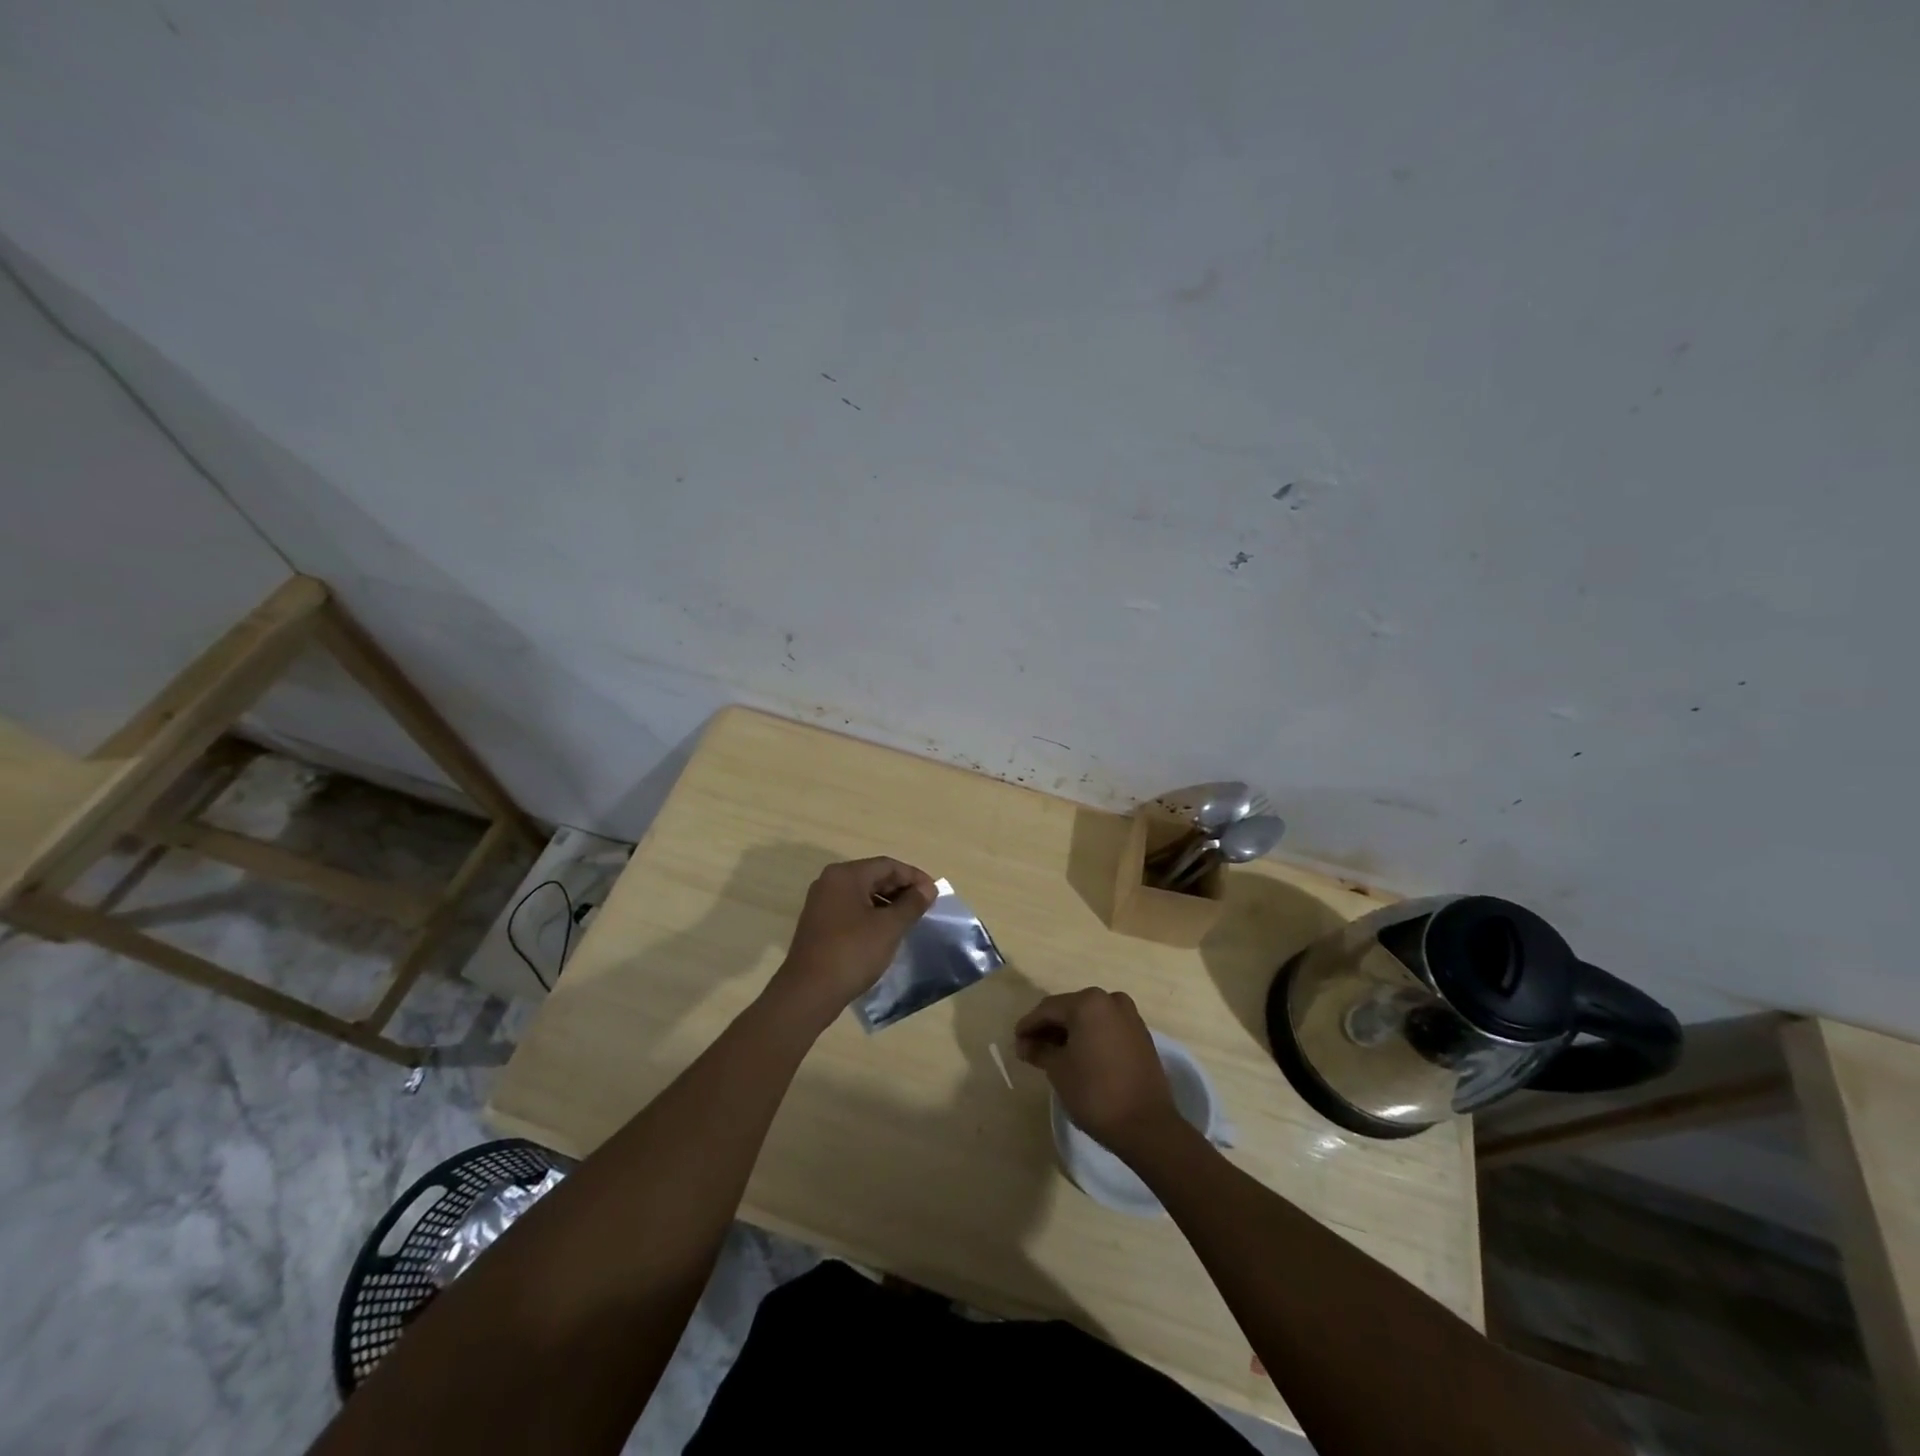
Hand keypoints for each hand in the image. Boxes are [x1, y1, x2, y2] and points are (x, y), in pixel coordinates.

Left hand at [764, 857, 936, 1030]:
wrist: (808, 993)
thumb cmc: (852, 953)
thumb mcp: (889, 928)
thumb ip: (912, 904)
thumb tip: (928, 889)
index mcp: (846, 875)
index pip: (887, 865)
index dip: (914, 877)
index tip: (934, 894)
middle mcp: (830, 882)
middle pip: (874, 877)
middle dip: (901, 889)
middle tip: (925, 907)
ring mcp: (821, 903)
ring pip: (863, 894)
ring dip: (888, 904)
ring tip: (909, 921)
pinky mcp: (819, 924)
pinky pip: (851, 910)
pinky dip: (872, 915)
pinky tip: (886, 932)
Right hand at [1015, 988, 1181, 1159]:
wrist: (1146, 1125)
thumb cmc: (1095, 1093)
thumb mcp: (1058, 1070)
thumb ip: (1039, 1050)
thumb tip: (1025, 1044)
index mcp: (1088, 1002)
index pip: (1048, 1009)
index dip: (1028, 1025)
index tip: (1015, 1041)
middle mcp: (1110, 1000)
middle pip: (1070, 1010)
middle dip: (1049, 1028)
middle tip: (1031, 1048)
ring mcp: (1129, 1016)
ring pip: (1089, 1019)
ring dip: (1070, 1033)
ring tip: (1052, 1053)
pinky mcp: (1141, 1035)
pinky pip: (1106, 1028)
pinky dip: (1090, 1037)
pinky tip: (1078, 1055)